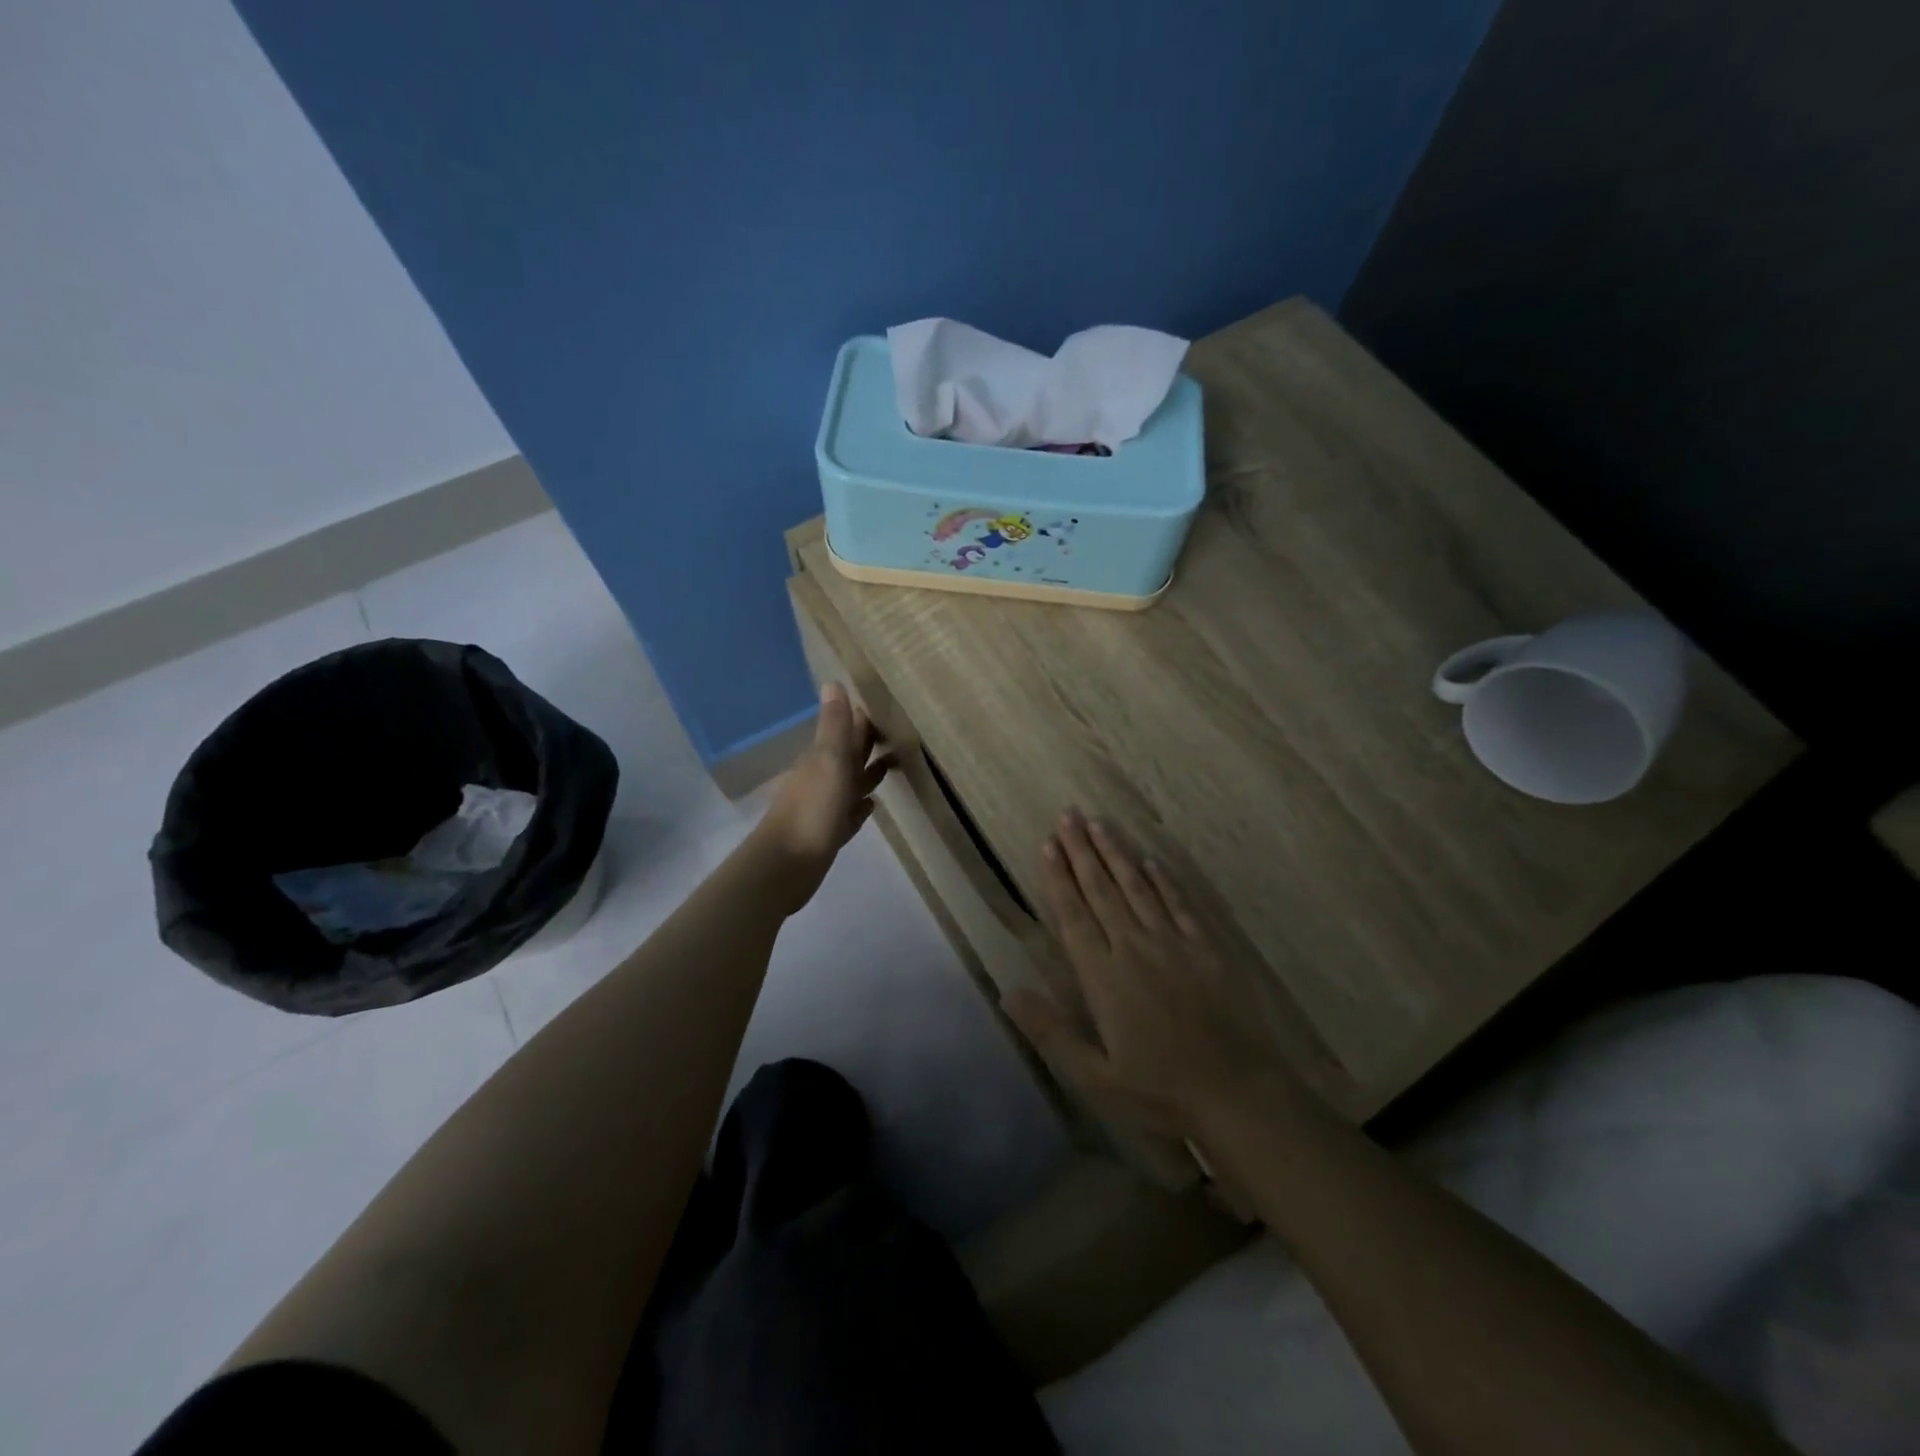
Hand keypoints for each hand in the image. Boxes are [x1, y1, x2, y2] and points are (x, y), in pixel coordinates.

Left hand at [751, 683, 893, 914]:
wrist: (786, 864)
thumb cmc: (812, 808)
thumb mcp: (828, 760)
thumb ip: (834, 725)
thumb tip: (832, 681)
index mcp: (822, 757)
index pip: (846, 731)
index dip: (864, 720)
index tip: (888, 707)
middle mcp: (823, 778)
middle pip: (850, 756)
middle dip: (869, 744)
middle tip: (898, 733)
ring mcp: (825, 807)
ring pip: (851, 783)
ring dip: (868, 774)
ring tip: (893, 765)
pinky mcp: (829, 833)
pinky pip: (849, 813)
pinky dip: (860, 806)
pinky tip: (872, 805)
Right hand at [1005, 809, 1293, 1135]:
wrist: (1235, 1092)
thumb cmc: (1158, 1090)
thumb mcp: (1093, 1075)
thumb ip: (1050, 1031)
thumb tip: (1008, 993)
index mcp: (1102, 975)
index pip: (1073, 915)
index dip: (1058, 878)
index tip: (1047, 846)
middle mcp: (1133, 947)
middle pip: (1101, 890)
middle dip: (1081, 851)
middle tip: (1067, 816)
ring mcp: (1172, 943)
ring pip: (1136, 887)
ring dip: (1116, 853)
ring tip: (1098, 823)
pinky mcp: (1204, 948)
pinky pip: (1178, 903)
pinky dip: (1162, 879)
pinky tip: (1150, 860)